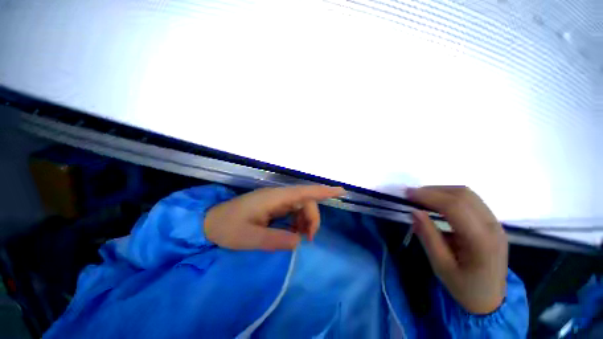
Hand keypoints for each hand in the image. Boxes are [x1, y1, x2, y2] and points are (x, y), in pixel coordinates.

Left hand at [204, 185, 344, 250]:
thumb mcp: (248, 238)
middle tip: (309, 239)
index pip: (304, 192)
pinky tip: (293, 232)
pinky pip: (293, 211)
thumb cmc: (227, 227)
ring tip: (301, 238)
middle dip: (312, 218)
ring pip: (301, 206)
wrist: (210, 222)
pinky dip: (298, 222)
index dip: (323, 191)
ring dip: (306, 221)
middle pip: (306, 201)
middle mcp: (278, 196)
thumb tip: (299, 242)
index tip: (340, 191)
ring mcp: (276, 201)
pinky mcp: (274, 206)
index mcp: (274, 198)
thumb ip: (274, 239)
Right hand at [407, 186, 507, 313]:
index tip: (407, 194)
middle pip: (463, 195)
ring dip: (441, 191)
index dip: (429, 196)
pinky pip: (470, 200)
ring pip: (467, 194)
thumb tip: (415, 211)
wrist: (490, 299)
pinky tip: (436, 203)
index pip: (455, 207)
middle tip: (411, 194)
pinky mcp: (492, 222)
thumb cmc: (464, 287)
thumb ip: (428, 237)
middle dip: (433, 190)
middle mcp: (493, 227)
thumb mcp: (441, 266)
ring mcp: (495, 223)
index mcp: (482, 241)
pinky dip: (449, 196)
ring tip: (421, 197)